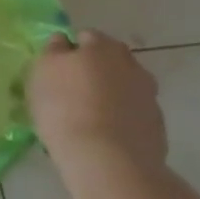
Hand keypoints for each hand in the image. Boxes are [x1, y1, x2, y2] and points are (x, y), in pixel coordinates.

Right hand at [28, 29, 166, 173]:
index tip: (57, 73)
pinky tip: (106, 137)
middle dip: (95, 71)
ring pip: (125, 88)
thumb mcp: (42, 72)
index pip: (85, 37)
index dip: (70, 53)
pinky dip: (122, 120)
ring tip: (90, 119)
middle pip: (110, 61)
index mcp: (102, 46)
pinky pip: (134, 115)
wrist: (108, 161)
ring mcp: (148, 96)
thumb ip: (53, 52)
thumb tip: (63, 43)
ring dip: (111, 96)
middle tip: (74, 93)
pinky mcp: (157, 127)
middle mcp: (131, 65)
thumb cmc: (65, 108)